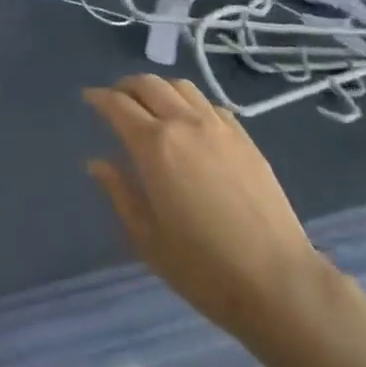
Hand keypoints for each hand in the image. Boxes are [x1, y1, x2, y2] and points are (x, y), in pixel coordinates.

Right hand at [84, 75, 324, 344]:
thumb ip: (120, 192)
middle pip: (149, 84)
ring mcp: (219, 126)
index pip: (118, 105)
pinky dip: (190, 103)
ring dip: (159, 88)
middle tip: (115, 99)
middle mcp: (184, 123)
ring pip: (181, 86)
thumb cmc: (203, 268)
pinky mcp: (245, 138)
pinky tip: (190, 122)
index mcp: (154, 145)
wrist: (277, 282)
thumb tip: (97, 163)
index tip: (88, 98)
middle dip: (126, 86)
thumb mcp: (147, 238)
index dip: (99, 98)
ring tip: (151, 104)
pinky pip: (210, 104)